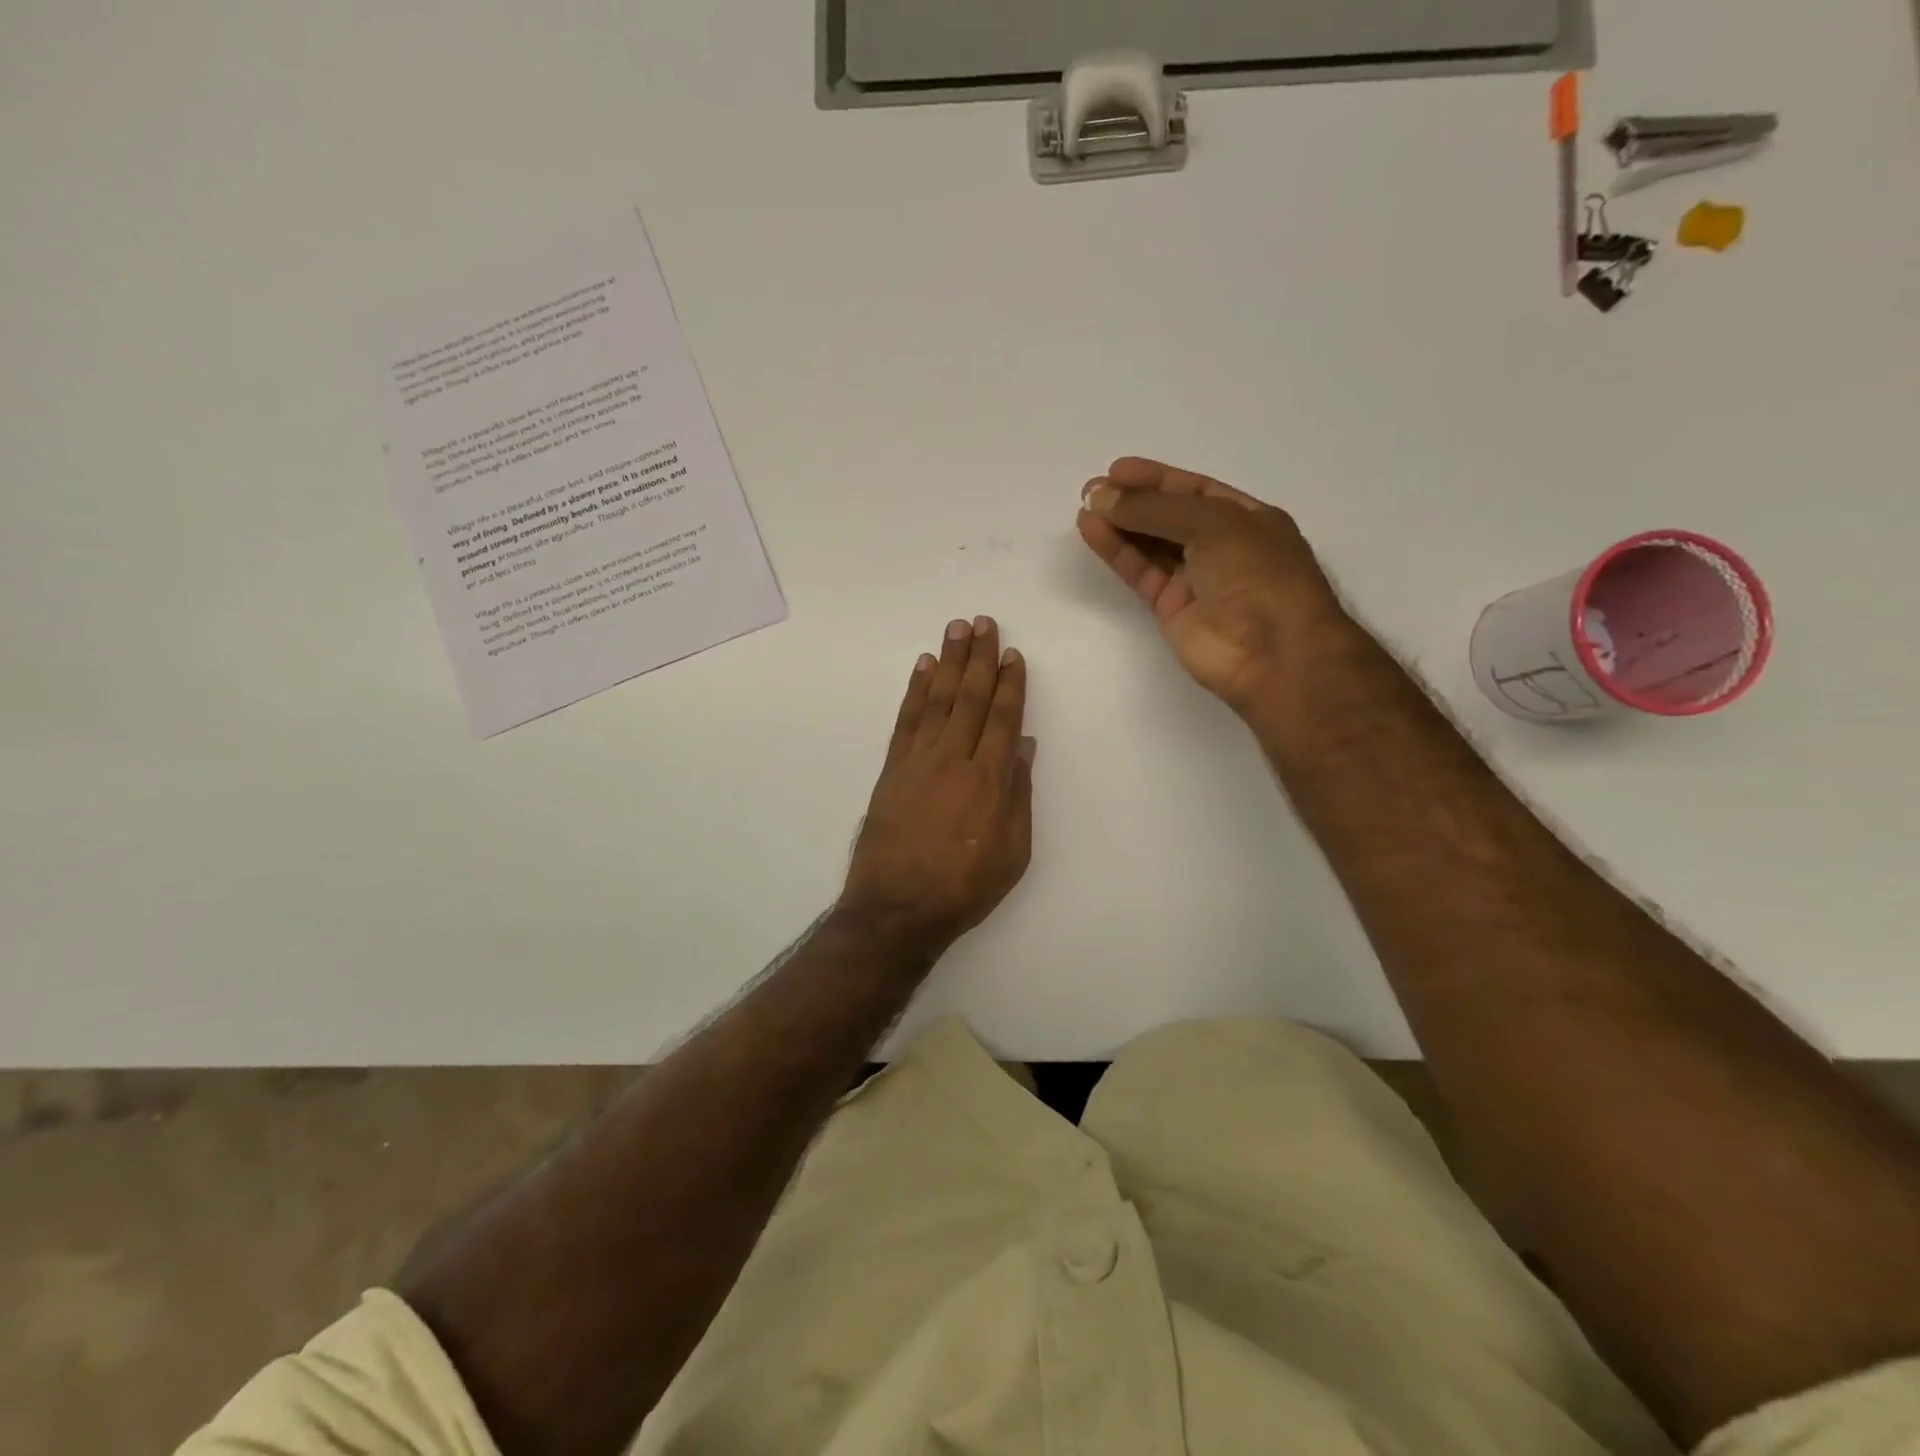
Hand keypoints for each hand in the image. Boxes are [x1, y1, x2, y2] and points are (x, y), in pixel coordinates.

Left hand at [840, 617, 1034, 950]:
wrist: (897, 908)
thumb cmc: (964, 888)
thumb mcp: (1012, 852)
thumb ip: (1018, 795)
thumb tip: (1023, 747)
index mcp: (990, 780)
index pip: (1003, 719)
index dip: (1010, 684)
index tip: (1013, 654)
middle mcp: (954, 759)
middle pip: (970, 698)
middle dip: (980, 658)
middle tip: (984, 622)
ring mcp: (918, 761)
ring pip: (938, 700)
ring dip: (948, 662)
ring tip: (956, 629)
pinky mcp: (892, 769)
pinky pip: (906, 720)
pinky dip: (915, 692)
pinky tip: (922, 668)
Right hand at [1076, 456, 1351, 707]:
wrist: (1273, 653)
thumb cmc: (1259, 575)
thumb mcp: (1213, 524)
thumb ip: (1155, 509)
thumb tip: (1102, 497)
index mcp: (1246, 518)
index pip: (1194, 490)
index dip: (1156, 479)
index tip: (1116, 470)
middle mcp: (1221, 546)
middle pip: (1169, 517)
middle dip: (1133, 502)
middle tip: (1091, 490)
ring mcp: (1196, 579)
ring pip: (1151, 545)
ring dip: (1119, 525)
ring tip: (1085, 507)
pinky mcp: (1172, 609)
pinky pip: (1141, 573)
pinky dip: (1118, 552)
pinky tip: (1093, 531)